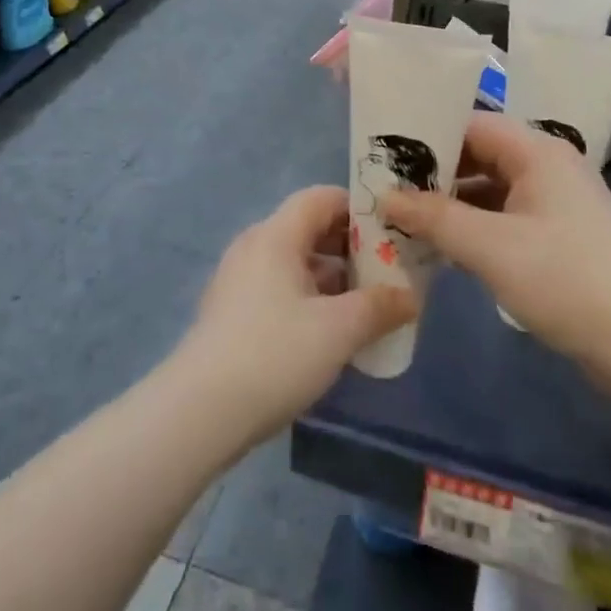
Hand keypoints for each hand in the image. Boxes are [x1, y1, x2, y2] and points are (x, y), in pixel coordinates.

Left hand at [178, 186, 416, 439]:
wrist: (200, 412)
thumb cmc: (275, 355)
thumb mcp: (338, 330)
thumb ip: (379, 307)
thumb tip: (410, 297)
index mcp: (276, 236)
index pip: (321, 198)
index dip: (358, 208)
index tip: (391, 232)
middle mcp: (254, 247)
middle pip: (308, 228)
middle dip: (350, 247)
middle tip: (387, 270)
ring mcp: (238, 281)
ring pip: (295, 262)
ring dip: (332, 277)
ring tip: (367, 305)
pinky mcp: (232, 313)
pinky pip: (279, 288)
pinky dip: (309, 298)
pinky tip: (330, 332)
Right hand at [380, 113, 610, 370]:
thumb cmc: (565, 280)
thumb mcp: (490, 247)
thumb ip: (434, 217)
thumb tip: (385, 196)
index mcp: (538, 152)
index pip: (471, 125)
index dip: (427, 137)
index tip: (385, 157)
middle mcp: (547, 167)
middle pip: (480, 155)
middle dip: (435, 174)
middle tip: (387, 191)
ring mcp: (555, 203)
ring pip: (490, 189)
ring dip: (451, 204)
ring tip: (404, 219)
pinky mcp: (558, 236)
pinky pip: (504, 217)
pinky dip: (473, 227)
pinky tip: (442, 247)